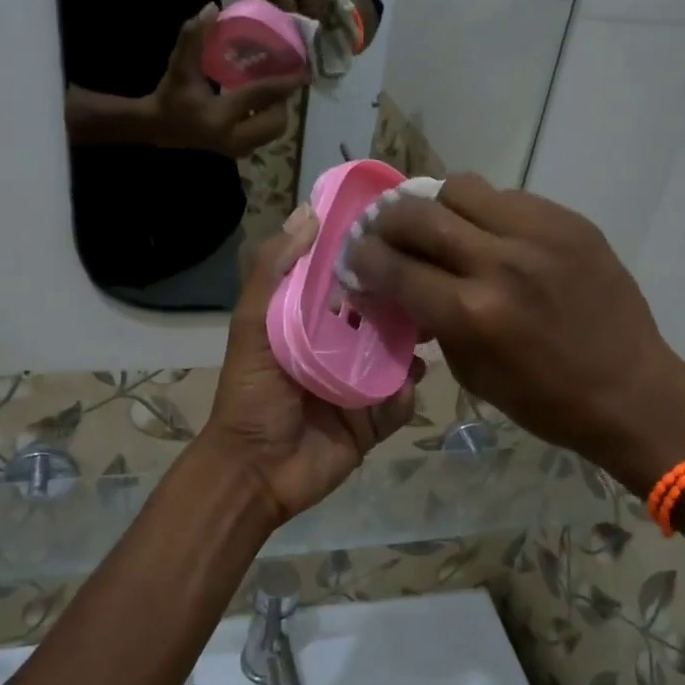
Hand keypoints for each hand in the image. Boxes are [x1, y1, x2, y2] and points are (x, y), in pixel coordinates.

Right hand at [150, 6, 305, 156]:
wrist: (161, 127)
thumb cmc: (171, 95)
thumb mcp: (180, 65)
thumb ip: (193, 37)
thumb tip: (213, 6)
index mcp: (220, 116)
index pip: (261, 97)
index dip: (284, 83)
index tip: (305, 72)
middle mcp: (234, 138)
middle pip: (276, 121)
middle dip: (282, 101)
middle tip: (278, 80)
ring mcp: (238, 149)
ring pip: (274, 132)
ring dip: (278, 111)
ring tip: (271, 91)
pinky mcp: (239, 152)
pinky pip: (265, 136)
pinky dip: (269, 120)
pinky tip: (262, 104)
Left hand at [198, 209, 423, 523]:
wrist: (258, 470)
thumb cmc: (253, 394)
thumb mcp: (253, 325)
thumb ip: (273, 271)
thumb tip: (309, 213)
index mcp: (309, 321)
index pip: (346, 280)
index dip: (369, 258)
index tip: (400, 233)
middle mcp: (338, 347)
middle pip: (381, 316)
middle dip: (404, 301)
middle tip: (431, 283)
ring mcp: (359, 385)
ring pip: (399, 356)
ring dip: (414, 346)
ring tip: (431, 332)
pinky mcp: (374, 420)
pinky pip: (401, 401)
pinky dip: (405, 394)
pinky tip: (403, 385)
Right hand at [344, 174, 684, 483]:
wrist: (630, 391)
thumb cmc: (542, 399)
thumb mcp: (470, 372)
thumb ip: (430, 320)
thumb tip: (399, 286)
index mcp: (472, 313)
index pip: (394, 266)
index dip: (364, 259)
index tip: (356, 258)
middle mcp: (501, 262)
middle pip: (419, 214)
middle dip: (388, 222)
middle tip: (385, 234)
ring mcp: (540, 234)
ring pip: (461, 187)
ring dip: (437, 207)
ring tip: (439, 229)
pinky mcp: (570, 221)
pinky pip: (507, 197)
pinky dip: (484, 213)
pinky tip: (490, 236)